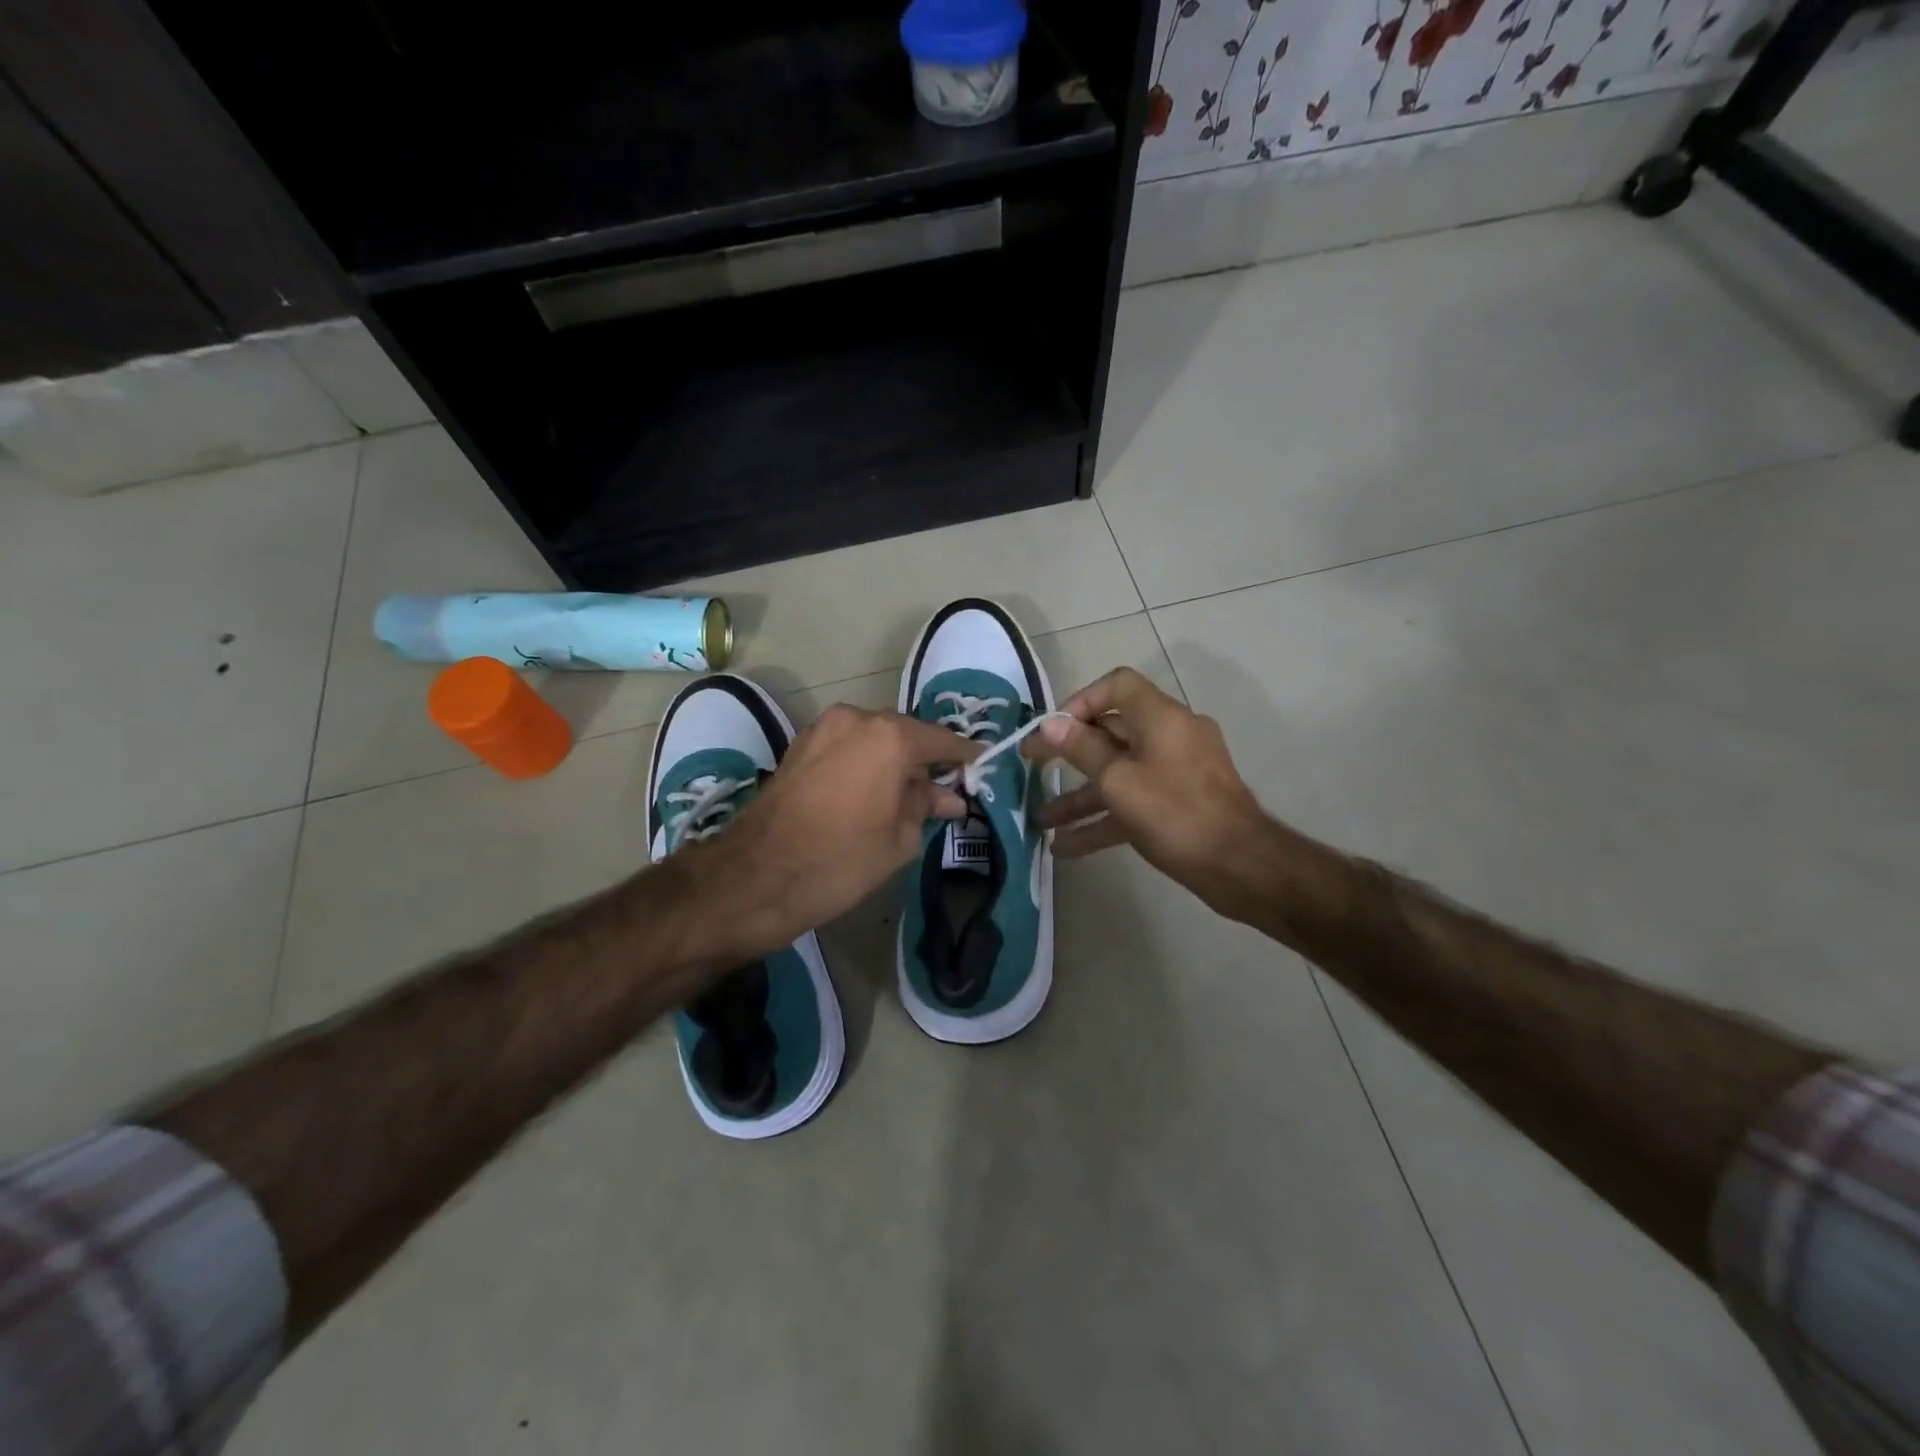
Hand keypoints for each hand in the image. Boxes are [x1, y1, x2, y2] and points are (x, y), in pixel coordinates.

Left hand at [685, 704, 974, 960]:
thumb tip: (948, 797)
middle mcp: (857, 719)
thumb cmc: (839, 860)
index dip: (965, 757)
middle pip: (906, 735)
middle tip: (944, 793)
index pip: (941, 740)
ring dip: (893, 764)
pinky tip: (872, 795)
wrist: (755, 877)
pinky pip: (847, 748)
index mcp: (890, 737)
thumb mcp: (898, 840)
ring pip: (874, 740)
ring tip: (907, 800)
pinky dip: (865, 764)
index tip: (983, 768)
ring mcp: (823, 729)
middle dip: (925, 762)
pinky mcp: (800, 747)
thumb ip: (926, 807)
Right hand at [1029, 668, 1270, 915]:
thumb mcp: (1119, 781)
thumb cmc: (1175, 813)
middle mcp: (1170, 736)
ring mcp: (1176, 772)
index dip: (1080, 702)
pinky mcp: (1178, 805)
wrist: (1240, 866)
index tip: (1053, 731)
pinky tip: (1066, 848)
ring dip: (1080, 797)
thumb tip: (1051, 724)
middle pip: (1111, 733)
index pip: (1117, 686)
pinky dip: (1104, 820)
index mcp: (1160, 718)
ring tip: (1041, 821)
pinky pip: (1134, 802)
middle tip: (1032, 770)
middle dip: (1069, 756)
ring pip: (1119, 775)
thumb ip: (1082, 750)